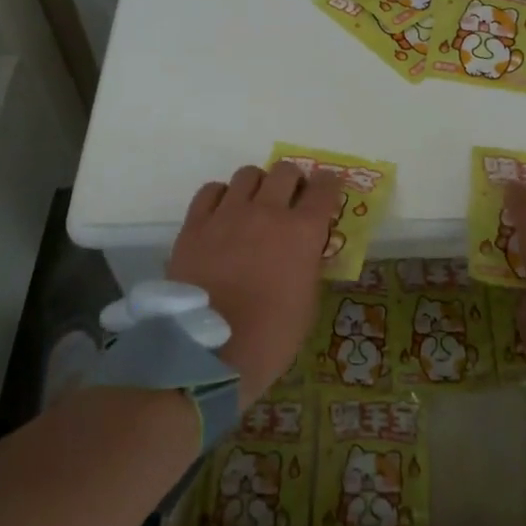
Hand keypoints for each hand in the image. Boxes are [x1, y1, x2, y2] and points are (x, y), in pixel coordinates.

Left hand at [168, 163, 342, 404]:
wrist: (207, 354)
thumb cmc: (269, 338)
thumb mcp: (307, 304)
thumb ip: (308, 266)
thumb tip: (305, 250)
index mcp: (302, 232)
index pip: (325, 188)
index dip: (329, 185)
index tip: (328, 190)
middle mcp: (267, 212)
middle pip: (286, 171)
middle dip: (294, 181)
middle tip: (291, 200)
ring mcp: (227, 214)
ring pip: (248, 174)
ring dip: (259, 185)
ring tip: (255, 205)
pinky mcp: (195, 224)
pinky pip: (211, 190)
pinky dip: (222, 196)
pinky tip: (223, 213)